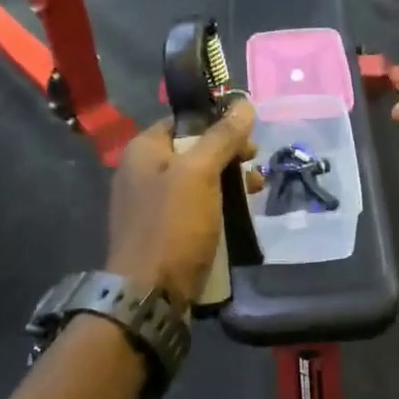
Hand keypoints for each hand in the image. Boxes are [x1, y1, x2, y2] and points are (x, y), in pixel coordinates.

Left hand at [106, 101, 256, 307]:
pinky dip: (218, 208)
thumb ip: (222, 137)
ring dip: (229, 183)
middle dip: (229, 156)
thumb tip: (245, 102)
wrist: (149, 296)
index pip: (184, 121)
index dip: (217, 123)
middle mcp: (142, 173)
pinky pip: (195, 210)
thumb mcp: (200, 174)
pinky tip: (240, 217)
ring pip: (198, 182)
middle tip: (256, 167)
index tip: (248, 136)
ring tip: (257, 193)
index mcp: (143, 151)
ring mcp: (151, 206)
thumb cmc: (172, 226)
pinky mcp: (164, 233)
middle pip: (194, 151)